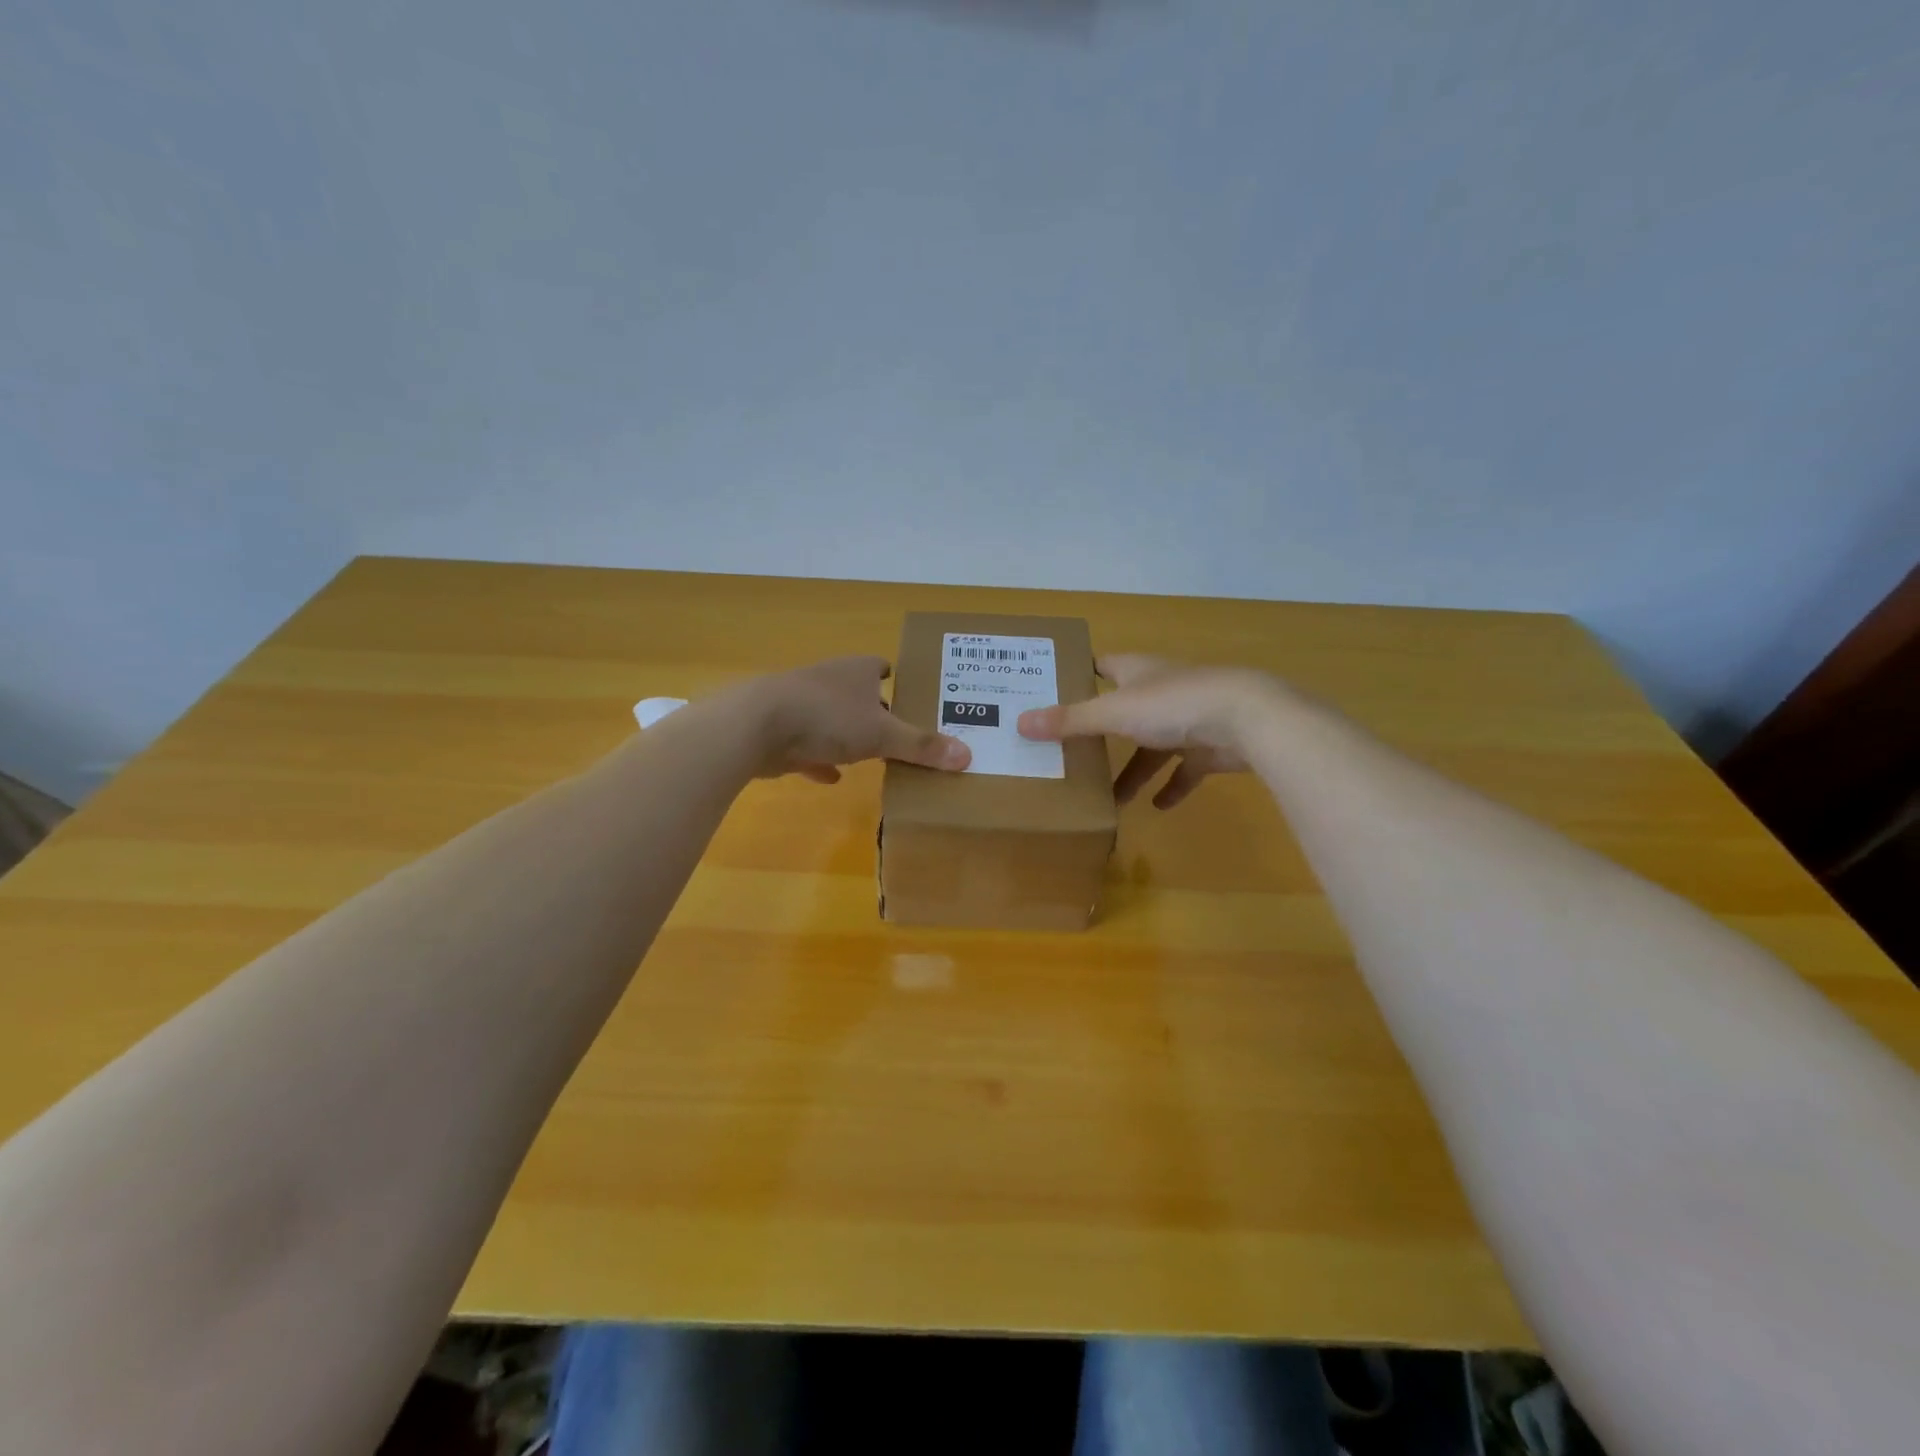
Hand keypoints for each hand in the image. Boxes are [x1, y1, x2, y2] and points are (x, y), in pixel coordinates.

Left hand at [732, 656, 970, 783]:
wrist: (756, 726)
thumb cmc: (828, 717)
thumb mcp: (883, 734)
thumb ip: (922, 746)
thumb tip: (968, 756)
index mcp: (857, 671)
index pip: (881, 666)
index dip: (896, 678)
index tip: (911, 694)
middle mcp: (830, 680)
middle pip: (858, 693)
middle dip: (875, 711)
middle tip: (899, 732)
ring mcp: (802, 703)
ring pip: (832, 718)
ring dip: (846, 734)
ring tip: (870, 754)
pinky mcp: (781, 730)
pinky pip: (807, 746)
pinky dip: (820, 759)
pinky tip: (832, 777)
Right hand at [1017, 654, 1283, 808]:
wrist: (1249, 719)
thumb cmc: (1175, 705)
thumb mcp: (1114, 713)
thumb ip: (1069, 721)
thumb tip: (1019, 722)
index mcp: (1137, 672)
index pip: (1101, 665)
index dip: (1078, 675)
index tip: (1052, 690)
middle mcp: (1161, 690)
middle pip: (1123, 709)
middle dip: (1100, 733)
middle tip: (1070, 753)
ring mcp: (1189, 717)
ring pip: (1152, 745)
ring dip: (1134, 770)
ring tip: (1111, 798)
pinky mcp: (1210, 745)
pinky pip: (1185, 768)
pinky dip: (1172, 786)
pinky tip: (1158, 807)